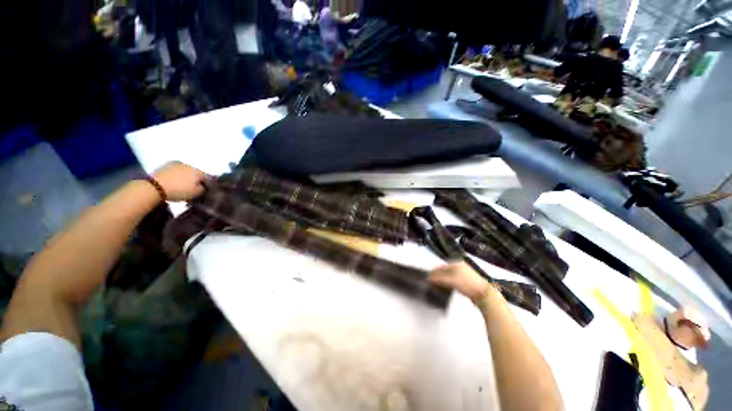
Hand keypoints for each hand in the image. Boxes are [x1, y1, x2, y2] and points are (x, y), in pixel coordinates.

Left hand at [152, 162, 206, 200]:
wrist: (155, 186)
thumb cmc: (179, 190)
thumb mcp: (196, 193)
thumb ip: (204, 189)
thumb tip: (204, 186)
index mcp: (199, 171)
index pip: (208, 177)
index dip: (207, 184)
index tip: (204, 190)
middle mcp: (190, 165)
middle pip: (196, 173)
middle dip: (196, 179)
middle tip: (193, 187)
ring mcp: (177, 163)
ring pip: (186, 170)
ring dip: (186, 176)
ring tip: (182, 184)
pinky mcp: (166, 165)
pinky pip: (176, 170)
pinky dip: (177, 174)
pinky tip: (174, 180)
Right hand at [429, 262, 492, 303]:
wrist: (484, 294)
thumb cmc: (466, 284)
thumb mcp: (450, 280)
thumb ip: (438, 279)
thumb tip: (428, 278)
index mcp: (456, 263)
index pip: (441, 266)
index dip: (433, 271)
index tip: (427, 277)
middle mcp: (460, 266)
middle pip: (445, 270)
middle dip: (438, 276)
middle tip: (431, 282)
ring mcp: (464, 274)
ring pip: (450, 276)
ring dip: (443, 280)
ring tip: (437, 286)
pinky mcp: (467, 282)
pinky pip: (454, 281)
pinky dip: (449, 283)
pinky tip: (446, 288)